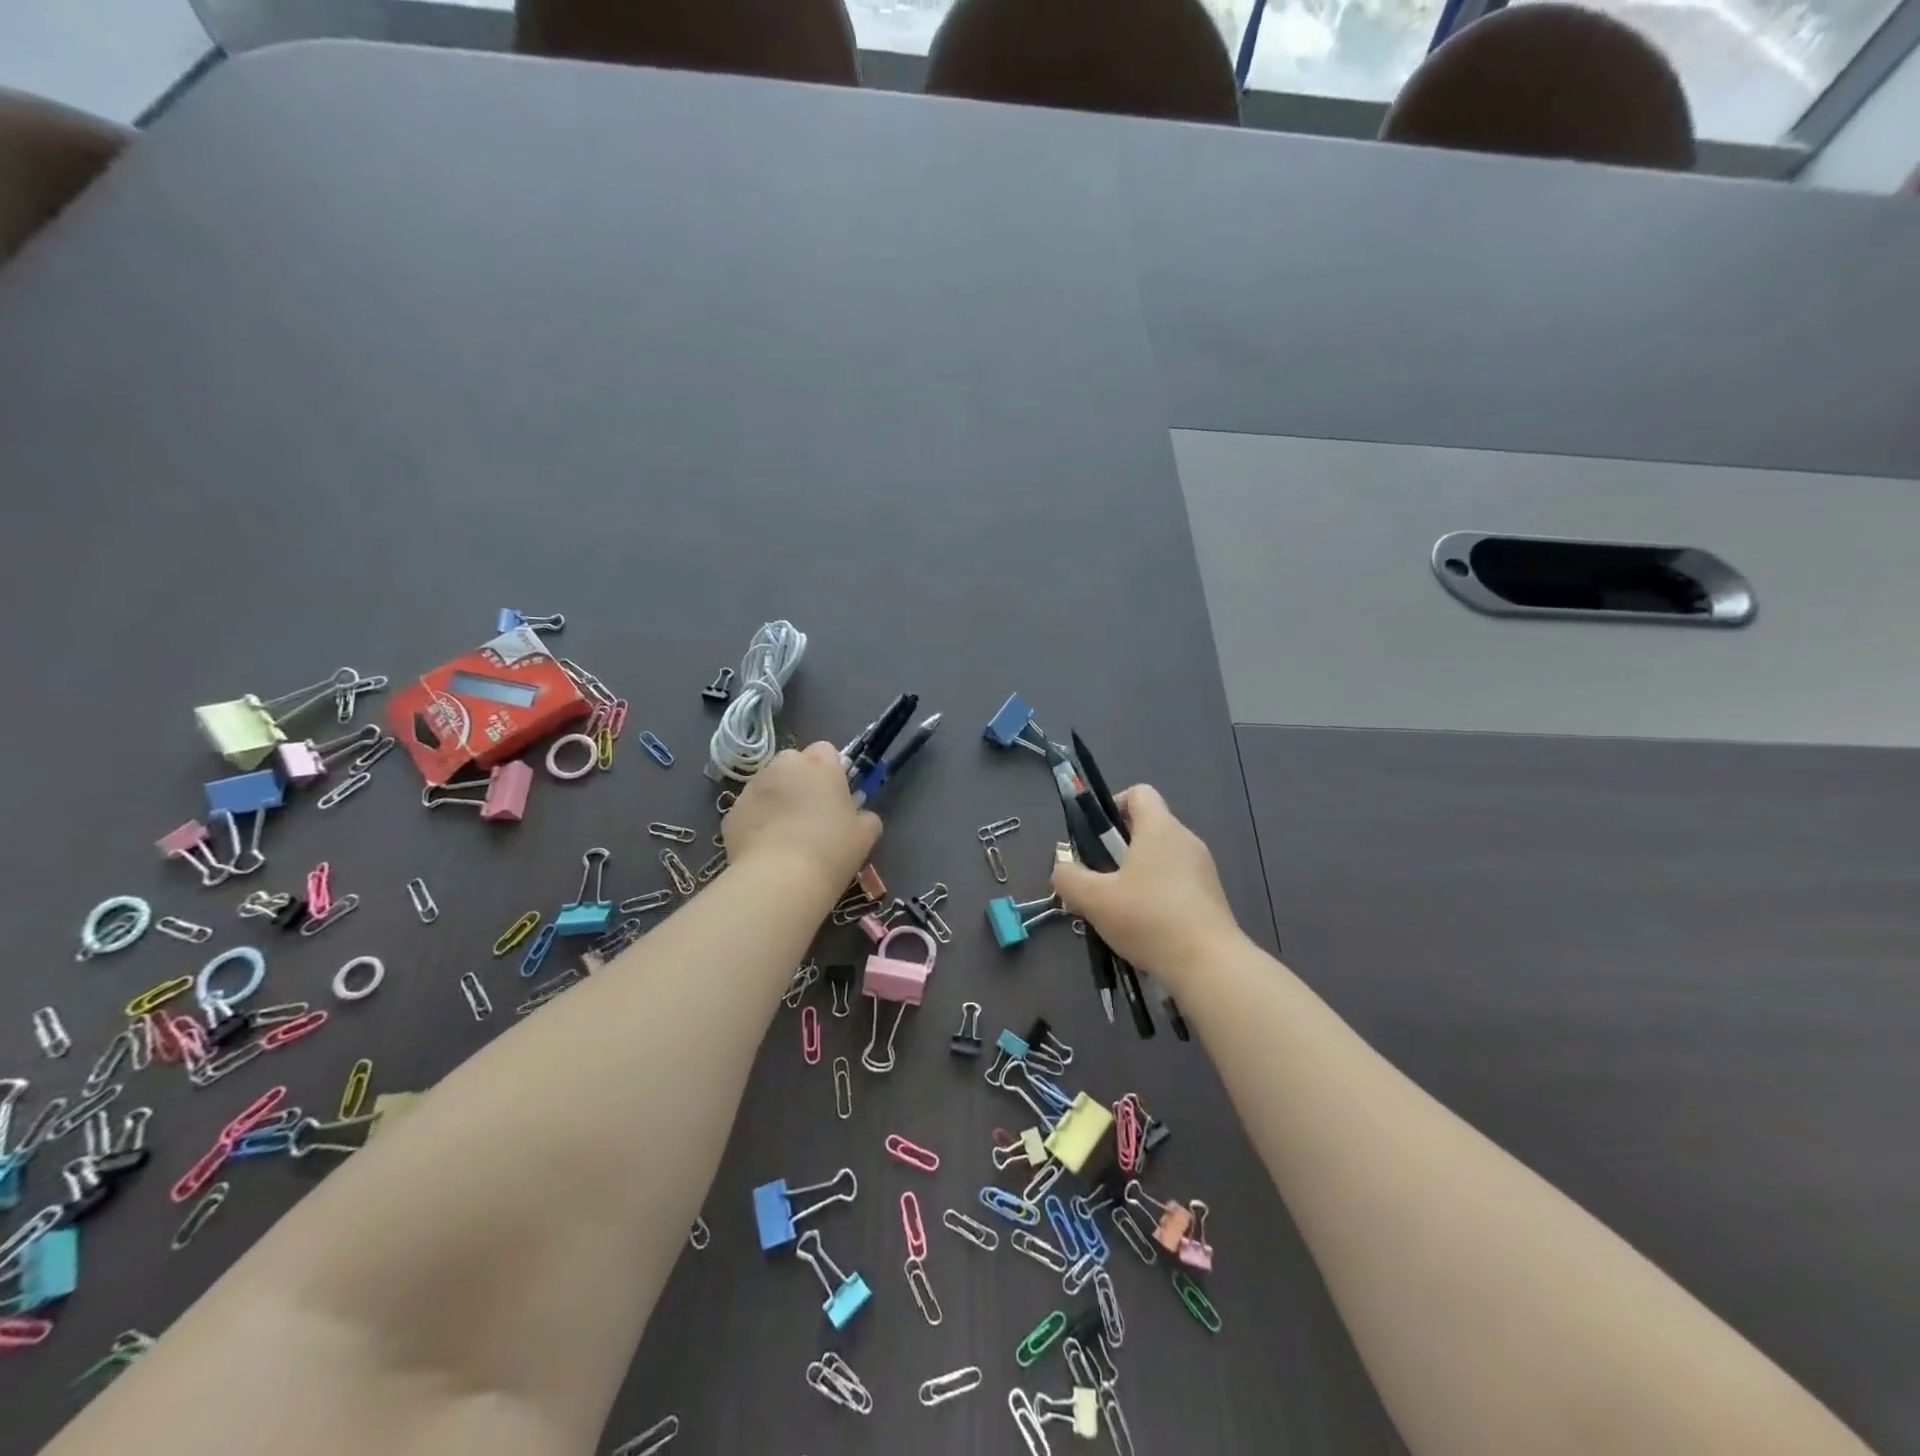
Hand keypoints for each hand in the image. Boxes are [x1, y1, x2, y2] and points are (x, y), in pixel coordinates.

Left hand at [723, 742, 879, 894]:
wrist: (780, 879)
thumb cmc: (831, 850)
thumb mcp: (865, 835)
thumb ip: (866, 817)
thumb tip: (861, 817)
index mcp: (819, 764)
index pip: (826, 750)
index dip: (831, 770)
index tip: (835, 795)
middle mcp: (783, 766)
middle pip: (793, 763)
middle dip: (799, 780)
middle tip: (810, 812)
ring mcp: (752, 787)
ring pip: (768, 785)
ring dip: (776, 799)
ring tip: (785, 834)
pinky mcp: (731, 812)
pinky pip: (749, 811)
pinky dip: (756, 823)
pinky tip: (766, 848)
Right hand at [1052, 784, 1243, 989]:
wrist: (1209, 965)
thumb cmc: (1149, 919)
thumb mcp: (1094, 899)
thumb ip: (1068, 878)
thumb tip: (1062, 867)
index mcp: (1160, 828)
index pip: (1139, 793)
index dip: (1113, 806)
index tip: (1097, 839)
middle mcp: (1186, 839)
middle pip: (1148, 827)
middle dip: (1118, 849)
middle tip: (1099, 880)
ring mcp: (1203, 869)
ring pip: (1161, 858)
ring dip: (1137, 875)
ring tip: (1118, 909)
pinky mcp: (1212, 897)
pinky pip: (1177, 883)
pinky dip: (1157, 895)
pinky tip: (1145, 928)